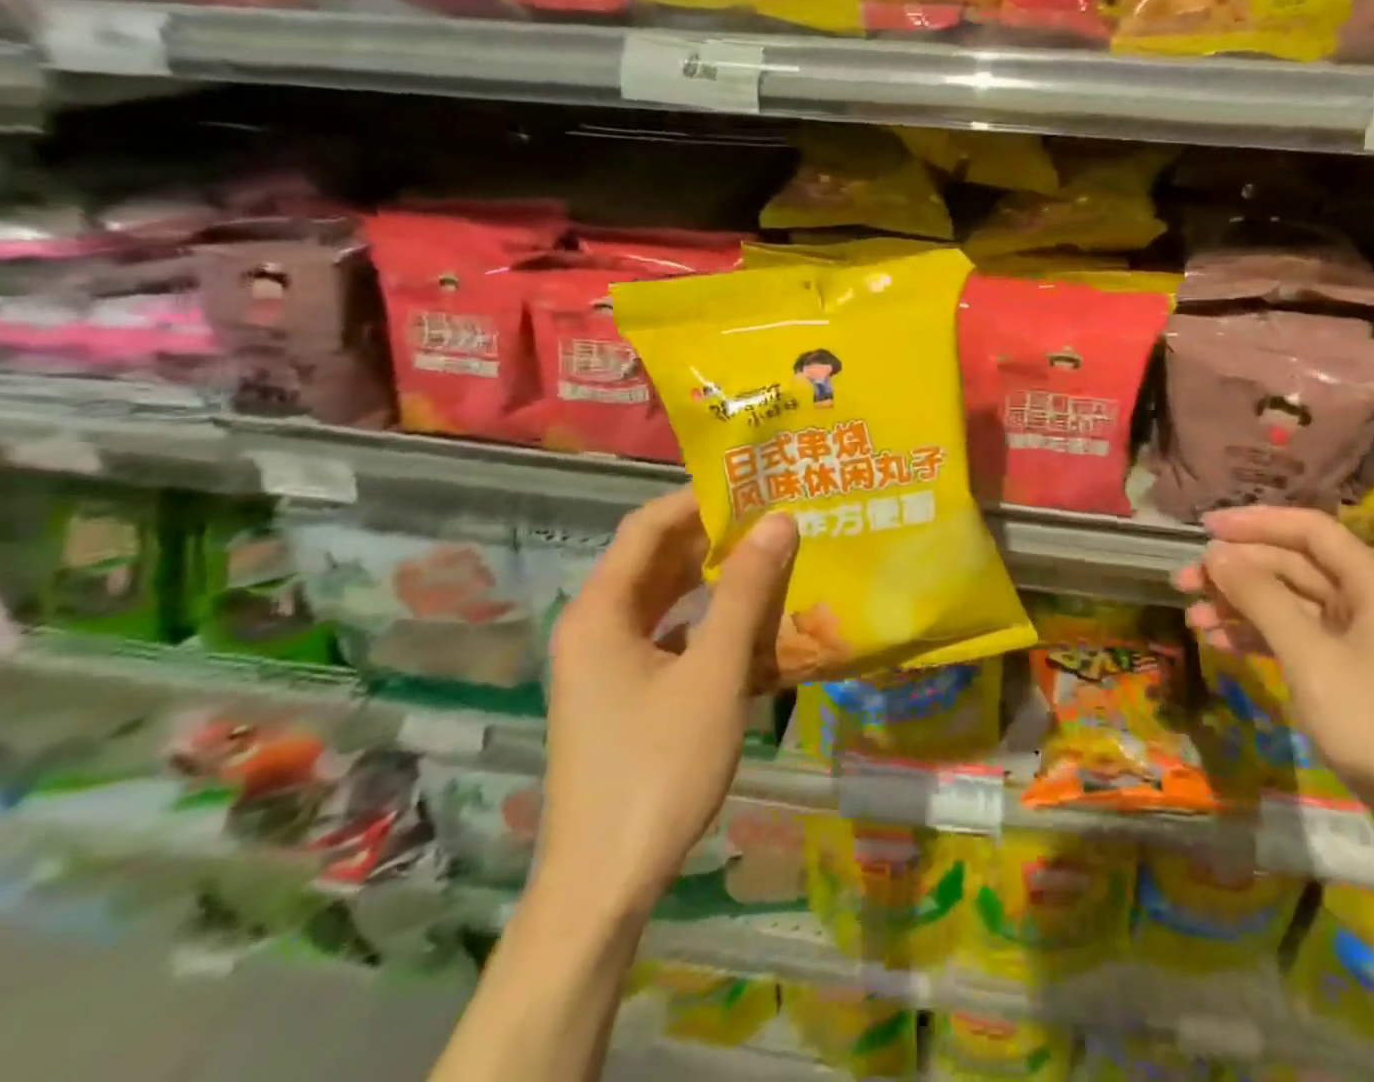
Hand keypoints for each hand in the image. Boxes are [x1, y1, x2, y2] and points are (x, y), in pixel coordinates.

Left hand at [534, 488, 797, 922]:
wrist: (603, 887)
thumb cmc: (657, 768)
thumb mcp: (713, 673)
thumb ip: (746, 593)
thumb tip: (780, 520)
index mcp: (600, 610)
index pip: (648, 526)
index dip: (698, 500)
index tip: (754, 485)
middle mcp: (593, 627)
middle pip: (654, 560)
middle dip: (712, 537)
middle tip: (773, 518)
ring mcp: (604, 665)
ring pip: (663, 601)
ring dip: (711, 580)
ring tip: (769, 559)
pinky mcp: (620, 696)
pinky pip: (665, 637)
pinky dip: (704, 622)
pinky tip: (748, 627)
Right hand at [1175, 505, 1373, 876]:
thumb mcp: (1311, 657)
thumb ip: (1261, 598)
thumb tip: (1216, 553)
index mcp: (1373, 585)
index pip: (1310, 530)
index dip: (1256, 522)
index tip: (1205, 528)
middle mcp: (1367, 602)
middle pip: (1294, 566)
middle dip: (1238, 570)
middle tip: (1184, 582)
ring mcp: (1360, 641)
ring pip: (1290, 604)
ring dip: (1242, 606)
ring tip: (1194, 618)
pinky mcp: (1351, 675)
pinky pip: (1297, 639)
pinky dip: (1259, 637)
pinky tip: (1222, 644)